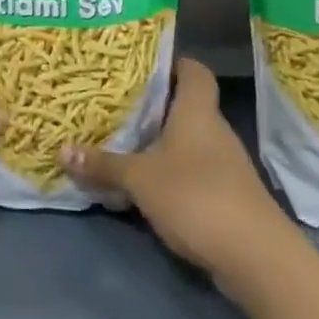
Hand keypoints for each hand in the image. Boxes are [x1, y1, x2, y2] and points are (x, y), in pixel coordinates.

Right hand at [60, 58, 281, 280]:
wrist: (255, 255)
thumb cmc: (195, 196)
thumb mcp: (139, 179)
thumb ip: (103, 164)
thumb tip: (63, 150)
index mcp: (197, 112)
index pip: (194, 71)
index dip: (173, 63)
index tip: (142, 65)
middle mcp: (215, 130)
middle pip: (187, 106)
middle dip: (155, 106)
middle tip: (116, 104)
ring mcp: (225, 165)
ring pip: (189, 141)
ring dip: (161, 142)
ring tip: (124, 141)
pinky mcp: (227, 195)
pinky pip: (193, 170)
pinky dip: (171, 172)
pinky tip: (146, 183)